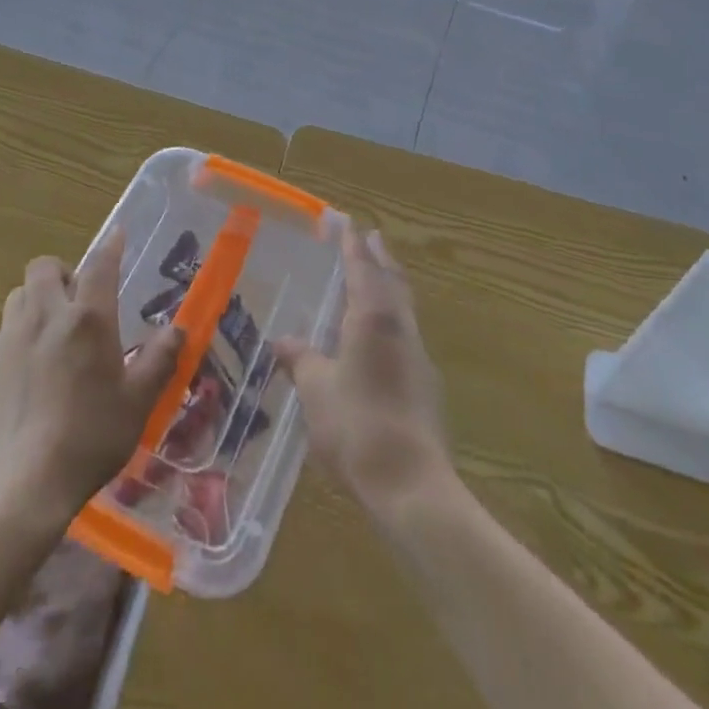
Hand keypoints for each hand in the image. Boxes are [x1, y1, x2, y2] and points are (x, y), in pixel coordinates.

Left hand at [0, 228, 183, 519]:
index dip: (111, 247)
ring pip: (19, 295)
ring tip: (50, 328)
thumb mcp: (138, 402)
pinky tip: (24, 365)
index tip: (117, 235)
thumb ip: (159, 360)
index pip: (101, 266)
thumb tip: (179, 329)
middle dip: (61, 273)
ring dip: (35, 300)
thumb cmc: (91, 438)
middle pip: (45, 267)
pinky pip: (0, 331)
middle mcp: (47, 316)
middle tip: (77, 299)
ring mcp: (12, 337)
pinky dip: (14, 336)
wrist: (25, 484)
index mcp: (88, 320)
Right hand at [274, 228, 452, 518]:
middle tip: (371, 238)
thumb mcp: (316, 389)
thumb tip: (282, 341)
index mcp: (373, 318)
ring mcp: (418, 357)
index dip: (352, 246)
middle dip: (379, 258)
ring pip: (403, 308)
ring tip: (375, 279)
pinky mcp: (426, 386)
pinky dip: (392, 320)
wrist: (411, 485)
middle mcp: (400, 328)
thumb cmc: (356, 425)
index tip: (348, 223)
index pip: (362, 269)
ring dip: (389, 286)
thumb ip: (301, 360)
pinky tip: (379, 338)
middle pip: (392, 281)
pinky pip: (406, 335)